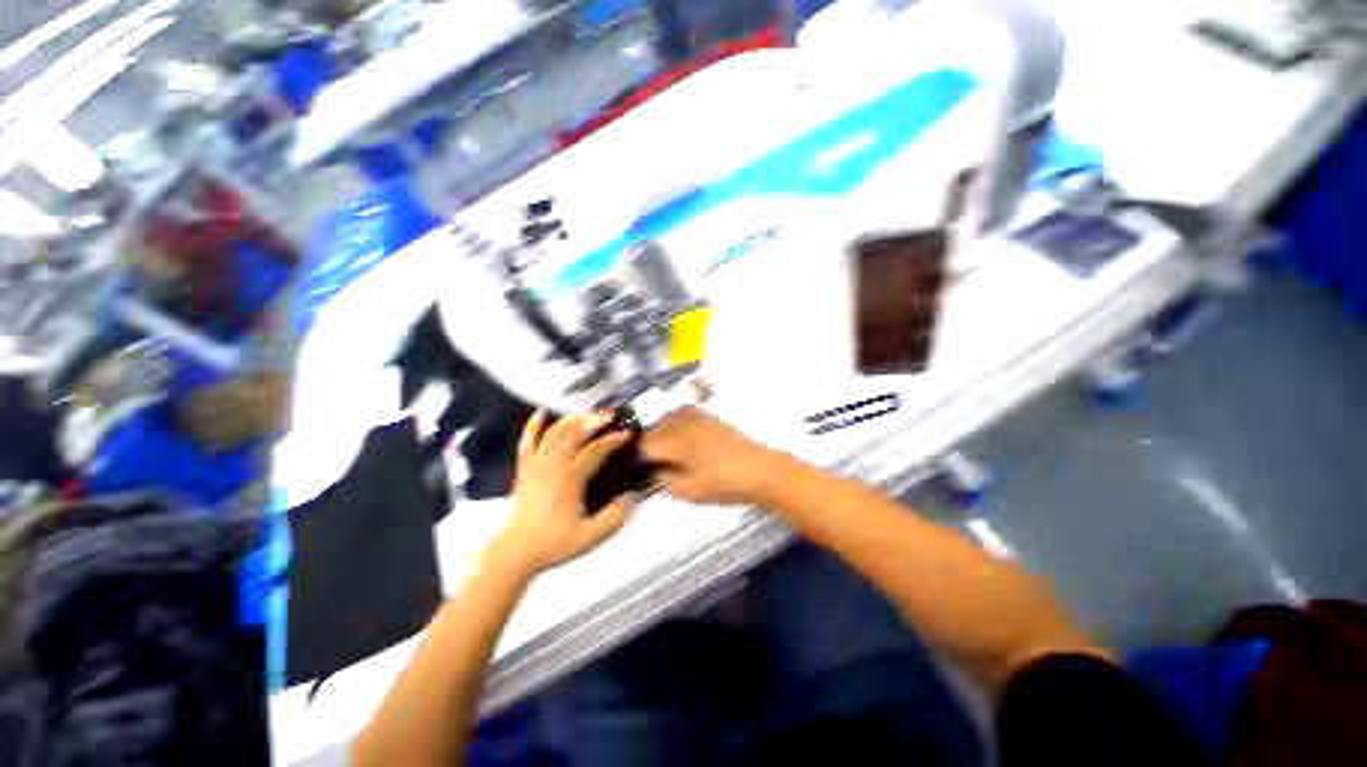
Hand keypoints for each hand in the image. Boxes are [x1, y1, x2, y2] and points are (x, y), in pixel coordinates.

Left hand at [495, 411, 636, 573]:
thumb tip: (631, 496)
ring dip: (571, 419)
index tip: (627, 435)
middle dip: (593, 421)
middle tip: (610, 416)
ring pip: (553, 432)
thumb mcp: (590, 536)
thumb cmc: (554, 543)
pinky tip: (540, 413)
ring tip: (587, 413)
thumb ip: (614, 517)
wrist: (517, 552)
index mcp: (569, 479)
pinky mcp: (525, 468)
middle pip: (574, 433)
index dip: (613, 440)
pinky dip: (533, 426)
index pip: (595, 451)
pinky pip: (527, 442)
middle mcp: (552, 466)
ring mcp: (536, 465)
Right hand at [642, 408, 784, 505]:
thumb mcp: (690, 492)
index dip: (639, 459)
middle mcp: (683, 422)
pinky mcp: (705, 415)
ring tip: (667, 455)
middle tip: (654, 466)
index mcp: (678, 442)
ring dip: (660, 436)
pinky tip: (680, 443)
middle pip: (652, 430)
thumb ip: (664, 480)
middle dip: (649, 446)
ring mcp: (695, 415)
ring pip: (664, 421)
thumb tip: (652, 470)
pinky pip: (678, 416)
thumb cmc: (726, 484)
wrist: (760, 470)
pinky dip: (673, 427)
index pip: (644, 445)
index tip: (641, 470)